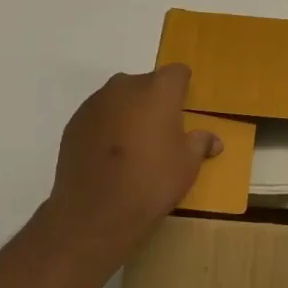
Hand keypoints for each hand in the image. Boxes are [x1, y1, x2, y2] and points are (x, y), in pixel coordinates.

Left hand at [39, 65, 219, 271]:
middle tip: (159, 131)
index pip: (177, 73)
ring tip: (131, 146)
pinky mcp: (73, 123)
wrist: (94, 215)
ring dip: (128, 113)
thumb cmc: (151, 182)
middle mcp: (126, 86)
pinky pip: (98, 116)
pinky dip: (105, 127)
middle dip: (153, 101)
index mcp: (159, 89)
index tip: (183, 107)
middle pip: (146, 84)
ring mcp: (95, 103)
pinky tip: (108, 156)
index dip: (182, 88)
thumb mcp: (187, 165)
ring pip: (119, 99)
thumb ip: (200, 144)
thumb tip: (214, 141)